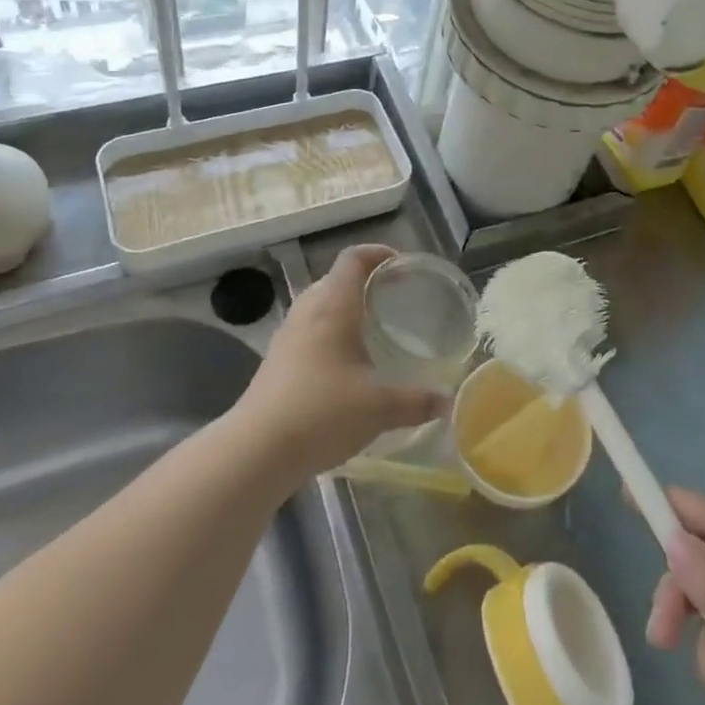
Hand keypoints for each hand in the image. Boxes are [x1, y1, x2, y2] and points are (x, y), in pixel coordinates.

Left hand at [235, 245, 445, 479]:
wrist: (256, 451)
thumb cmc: (322, 412)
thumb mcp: (379, 407)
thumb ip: (416, 402)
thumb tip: (447, 402)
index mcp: (333, 305)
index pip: (354, 258)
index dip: (378, 254)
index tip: (402, 265)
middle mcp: (308, 310)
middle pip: (337, 279)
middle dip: (366, 282)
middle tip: (395, 298)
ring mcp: (288, 334)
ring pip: (321, 305)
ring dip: (347, 308)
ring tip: (374, 328)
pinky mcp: (277, 359)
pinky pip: (310, 329)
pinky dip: (331, 332)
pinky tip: (347, 362)